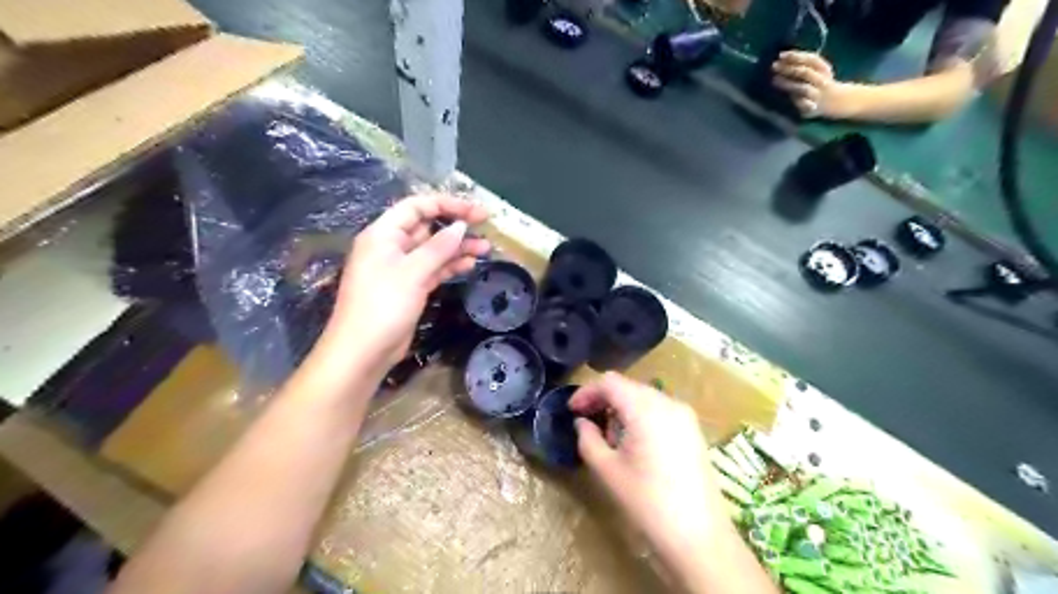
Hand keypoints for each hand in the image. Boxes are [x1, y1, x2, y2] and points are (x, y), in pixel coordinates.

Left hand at [324, 196, 488, 368]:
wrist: (363, 351)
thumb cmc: (383, 306)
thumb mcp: (412, 273)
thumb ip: (438, 247)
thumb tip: (461, 226)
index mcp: (383, 234)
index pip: (417, 207)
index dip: (447, 204)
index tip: (476, 211)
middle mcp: (391, 247)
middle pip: (427, 227)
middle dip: (456, 226)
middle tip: (486, 226)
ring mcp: (401, 268)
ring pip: (433, 249)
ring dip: (458, 247)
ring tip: (486, 248)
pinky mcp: (410, 287)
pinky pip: (433, 269)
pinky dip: (450, 266)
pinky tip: (470, 264)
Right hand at [571, 375, 738, 560]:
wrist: (699, 537)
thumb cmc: (647, 502)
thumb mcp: (607, 470)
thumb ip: (588, 439)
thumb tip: (583, 423)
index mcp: (646, 409)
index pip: (610, 382)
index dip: (587, 392)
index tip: (572, 411)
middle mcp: (668, 403)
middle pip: (628, 387)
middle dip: (604, 401)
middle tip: (588, 424)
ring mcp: (685, 415)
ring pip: (644, 397)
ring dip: (622, 409)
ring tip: (611, 439)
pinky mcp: (693, 430)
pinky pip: (660, 410)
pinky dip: (641, 417)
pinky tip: (635, 444)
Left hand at [770, 51, 849, 118]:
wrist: (835, 100)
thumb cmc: (818, 82)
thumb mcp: (815, 70)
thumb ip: (801, 64)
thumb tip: (781, 58)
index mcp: (824, 68)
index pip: (811, 59)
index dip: (796, 56)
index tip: (780, 55)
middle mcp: (822, 80)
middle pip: (806, 72)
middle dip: (789, 68)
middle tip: (774, 66)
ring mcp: (818, 94)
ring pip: (803, 88)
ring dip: (788, 84)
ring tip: (774, 80)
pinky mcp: (812, 108)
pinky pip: (804, 105)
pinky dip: (797, 102)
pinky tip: (786, 99)